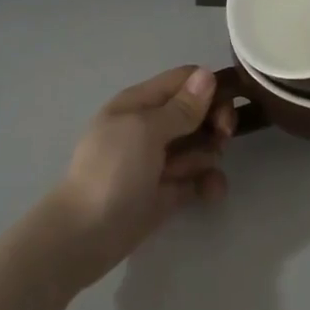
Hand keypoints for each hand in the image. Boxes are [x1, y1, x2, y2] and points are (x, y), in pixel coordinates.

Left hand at [34, 66, 231, 290]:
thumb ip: (181, 107)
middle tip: (219, 140)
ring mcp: (161, 159)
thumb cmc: (112, 172)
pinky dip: (208, 183)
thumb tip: (207, 74)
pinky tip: (209, 194)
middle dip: (214, 124)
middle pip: (200, 111)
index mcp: (141, 103)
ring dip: (208, 158)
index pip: (186, 80)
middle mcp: (153, 125)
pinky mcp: (170, 189)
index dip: (210, 90)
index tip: (222, 111)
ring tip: (191, 175)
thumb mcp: (145, 130)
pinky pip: (200, 177)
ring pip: (203, 145)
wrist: (86, 235)